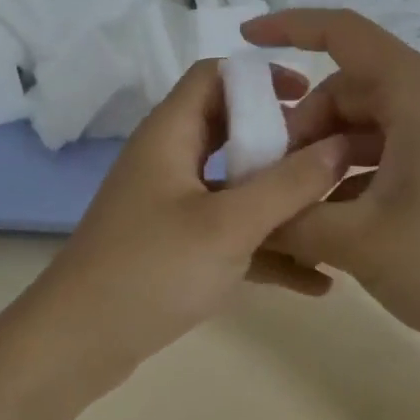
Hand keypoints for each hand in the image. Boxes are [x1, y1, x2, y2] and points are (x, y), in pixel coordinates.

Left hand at [20, 59, 354, 395]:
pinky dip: (268, 249)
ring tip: (339, 217)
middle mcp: (170, 160)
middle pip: (234, 130)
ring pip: (238, 187)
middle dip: (285, 142)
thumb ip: (288, 184)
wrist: (78, 344)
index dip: (263, 77)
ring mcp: (173, 206)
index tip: (312, 97)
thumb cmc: (151, 269)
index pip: (215, 76)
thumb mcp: (228, 224)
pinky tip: (316, 282)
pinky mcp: (178, 247)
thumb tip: (341, 145)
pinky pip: (232, 233)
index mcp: (170, 133)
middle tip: (335, 159)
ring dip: (283, 201)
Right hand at [241, 9, 419, 359]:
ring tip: (299, 201)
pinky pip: (393, 146)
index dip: (288, 27)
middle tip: (273, 176)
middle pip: (350, 86)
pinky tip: (336, 216)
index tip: (244, 40)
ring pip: (369, 120)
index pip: (343, 32)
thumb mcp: (356, 241)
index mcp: (418, 93)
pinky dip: (358, 169)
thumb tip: (245, 211)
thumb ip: (289, 217)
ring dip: (327, 152)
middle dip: (304, 124)